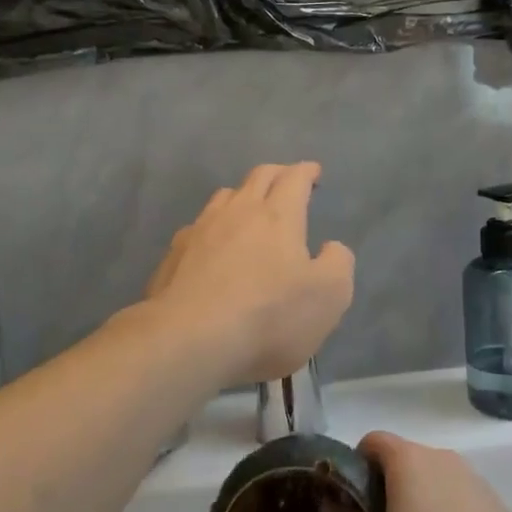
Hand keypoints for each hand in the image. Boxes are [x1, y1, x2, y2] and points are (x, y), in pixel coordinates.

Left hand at [142, 163, 354, 388]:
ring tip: (249, 207)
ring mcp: (201, 230)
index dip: (306, 172)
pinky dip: (213, 227)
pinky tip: (213, 244)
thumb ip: (337, 263)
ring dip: (242, 195)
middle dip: (277, 174)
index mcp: (278, 216)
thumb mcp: (329, 296)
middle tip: (287, 180)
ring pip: (224, 196)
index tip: (313, 172)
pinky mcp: (174, 254)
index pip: (294, 179)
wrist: (189, 340)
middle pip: (258, 177)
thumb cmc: (268, 316)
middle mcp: (238, 212)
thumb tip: (330, 247)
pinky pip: (198, 226)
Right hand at [323, 431, 511, 511]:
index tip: (349, 509)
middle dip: (384, 496)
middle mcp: (446, 460)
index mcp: (411, 460)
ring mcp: (478, 485)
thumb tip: (334, 502)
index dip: (353, 469)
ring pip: (433, 489)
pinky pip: (460, 510)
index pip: (372, 442)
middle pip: (403, 465)